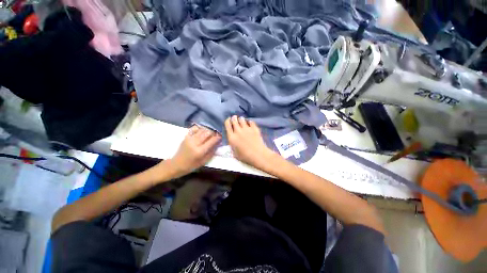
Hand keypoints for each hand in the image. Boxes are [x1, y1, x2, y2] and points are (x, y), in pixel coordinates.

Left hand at [168, 125, 220, 176]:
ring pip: (202, 130)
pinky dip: (200, 128)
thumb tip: (218, 143)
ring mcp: (189, 139)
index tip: (221, 136)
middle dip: (214, 132)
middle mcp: (195, 143)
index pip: (212, 141)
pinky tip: (202, 130)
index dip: (218, 137)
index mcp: (200, 151)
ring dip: (208, 130)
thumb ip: (212, 152)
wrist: (176, 164)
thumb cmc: (191, 165)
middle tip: (217, 133)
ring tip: (211, 132)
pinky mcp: (186, 137)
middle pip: (207, 133)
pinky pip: (194, 129)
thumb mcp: (204, 161)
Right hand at [225, 116, 275, 168]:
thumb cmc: (245, 156)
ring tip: (241, 119)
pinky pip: (251, 122)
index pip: (227, 125)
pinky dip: (249, 121)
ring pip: (242, 120)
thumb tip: (232, 140)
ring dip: (241, 119)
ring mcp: (247, 129)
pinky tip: (249, 122)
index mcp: (232, 137)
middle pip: (234, 121)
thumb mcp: (234, 152)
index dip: (227, 121)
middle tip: (235, 117)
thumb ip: (232, 144)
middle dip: (234, 118)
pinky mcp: (254, 129)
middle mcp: (238, 131)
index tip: (228, 119)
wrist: (257, 154)